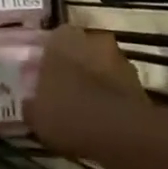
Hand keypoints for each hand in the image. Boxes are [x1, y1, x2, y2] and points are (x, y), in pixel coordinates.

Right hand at [25, 23, 147, 156]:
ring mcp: (117, 57)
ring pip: (99, 67)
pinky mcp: (137, 80)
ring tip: (85, 112)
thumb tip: (30, 103)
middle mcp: (90, 37)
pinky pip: (116, 87)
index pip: (51, 42)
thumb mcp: (36, 114)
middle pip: (78, 52)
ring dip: (94, 83)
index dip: (48, 63)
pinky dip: (111, 99)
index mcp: (62, 36)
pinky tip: (103, 122)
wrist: (119, 132)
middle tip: (65, 95)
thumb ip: (31, 104)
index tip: (45, 83)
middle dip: (74, 69)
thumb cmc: (69, 113)